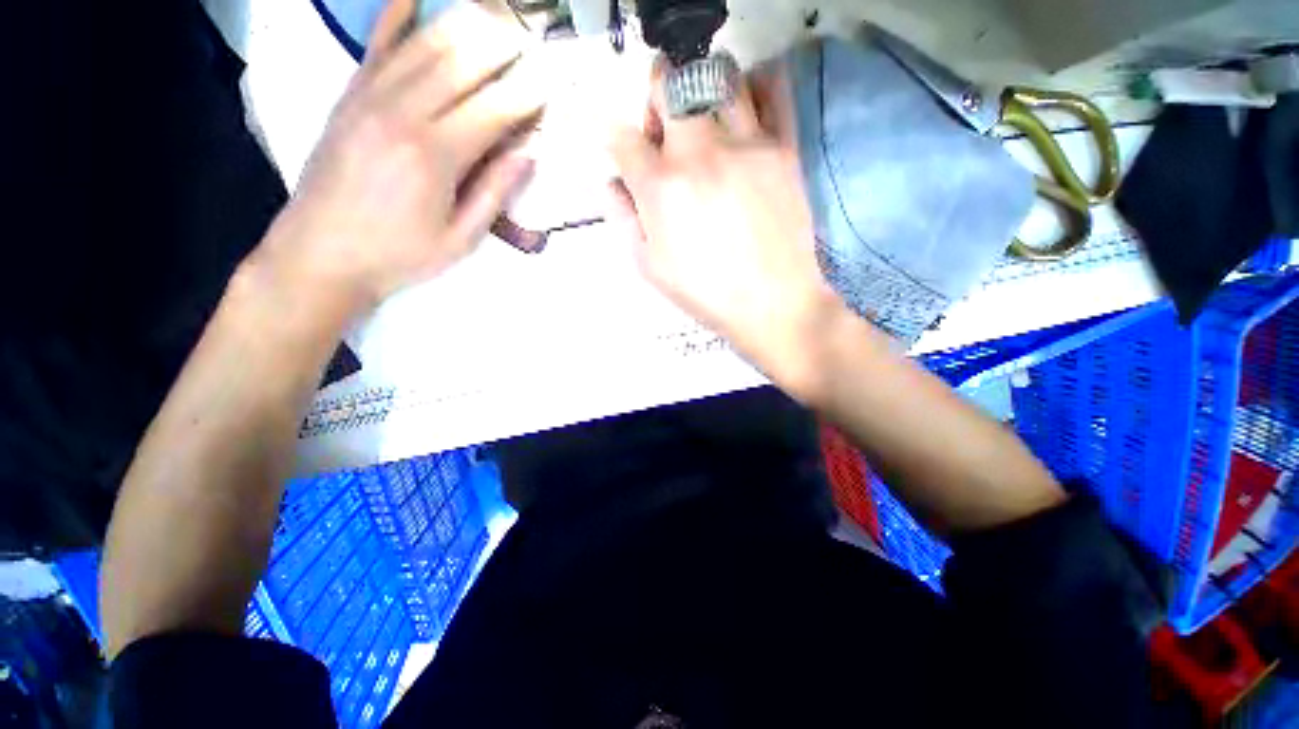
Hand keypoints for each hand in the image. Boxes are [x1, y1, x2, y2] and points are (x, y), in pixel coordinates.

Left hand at [256, 0, 543, 311]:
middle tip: (532, 38)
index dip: (528, 93)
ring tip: (494, 17)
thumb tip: (528, 155)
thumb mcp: (460, 239)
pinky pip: (376, 44)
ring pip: (424, 45)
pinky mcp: (349, 95)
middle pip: (461, 62)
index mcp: (436, 156)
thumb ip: (494, 193)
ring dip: (464, 24)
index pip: (494, 109)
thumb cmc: (400, 254)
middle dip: (502, 45)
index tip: (554, 81)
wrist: (321, 253)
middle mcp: (403, 113)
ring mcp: (370, 97)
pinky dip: (396, 14)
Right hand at [607, 60, 841, 387]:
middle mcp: (699, 153)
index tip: (625, 151)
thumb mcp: (650, 267)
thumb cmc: (706, 292)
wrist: (772, 303)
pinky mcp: (783, 147)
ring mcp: (745, 144)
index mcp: (661, 188)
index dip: (616, 140)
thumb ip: (624, 218)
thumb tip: (612, 182)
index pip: (622, 137)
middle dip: (656, 99)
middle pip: (668, 86)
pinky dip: (753, 88)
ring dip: (701, 90)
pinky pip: (771, 91)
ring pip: (717, 75)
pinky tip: (745, 114)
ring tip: (706, 121)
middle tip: (665, 127)